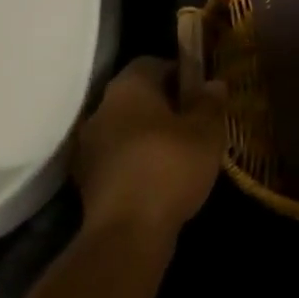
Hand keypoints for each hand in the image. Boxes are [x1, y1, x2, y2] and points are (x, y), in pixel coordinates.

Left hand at [72, 57, 226, 239]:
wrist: (127, 234)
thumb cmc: (171, 166)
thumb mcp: (207, 131)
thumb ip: (210, 102)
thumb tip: (212, 83)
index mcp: (128, 87)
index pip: (152, 63)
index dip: (179, 72)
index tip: (200, 91)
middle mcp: (101, 109)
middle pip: (136, 96)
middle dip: (163, 105)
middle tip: (193, 121)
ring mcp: (88, 147)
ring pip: (125, 128)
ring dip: (148, 135)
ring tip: (179, 152)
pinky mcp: (86, 181)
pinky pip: (117, 157)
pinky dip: (136, 161)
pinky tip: (160, 178)